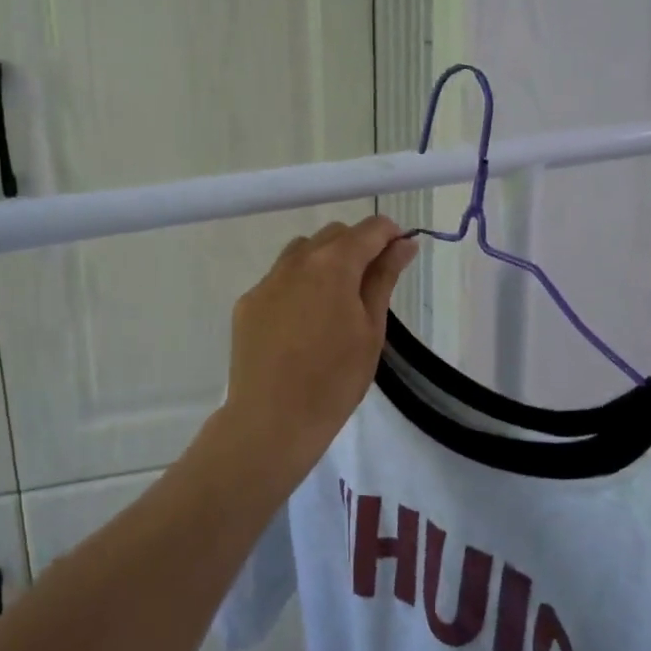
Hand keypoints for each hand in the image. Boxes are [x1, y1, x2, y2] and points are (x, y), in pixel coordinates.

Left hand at [212, 217, 418, 490]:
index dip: (389, 234)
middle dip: (357, 246)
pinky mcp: (248, 303)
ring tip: (335, 300)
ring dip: (325, 260)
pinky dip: (298, 285)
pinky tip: (303, 322)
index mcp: (333, 264)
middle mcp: (296, 261)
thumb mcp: (371, 329)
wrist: (271, 420)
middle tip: (372, 283)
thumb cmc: (335, 379)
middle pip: (333, 234)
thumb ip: (384, 278)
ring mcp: (267, 281)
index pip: (368, 230)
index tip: (400, 251)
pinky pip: (279, 278)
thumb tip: (403, 243)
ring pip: (302, 251)